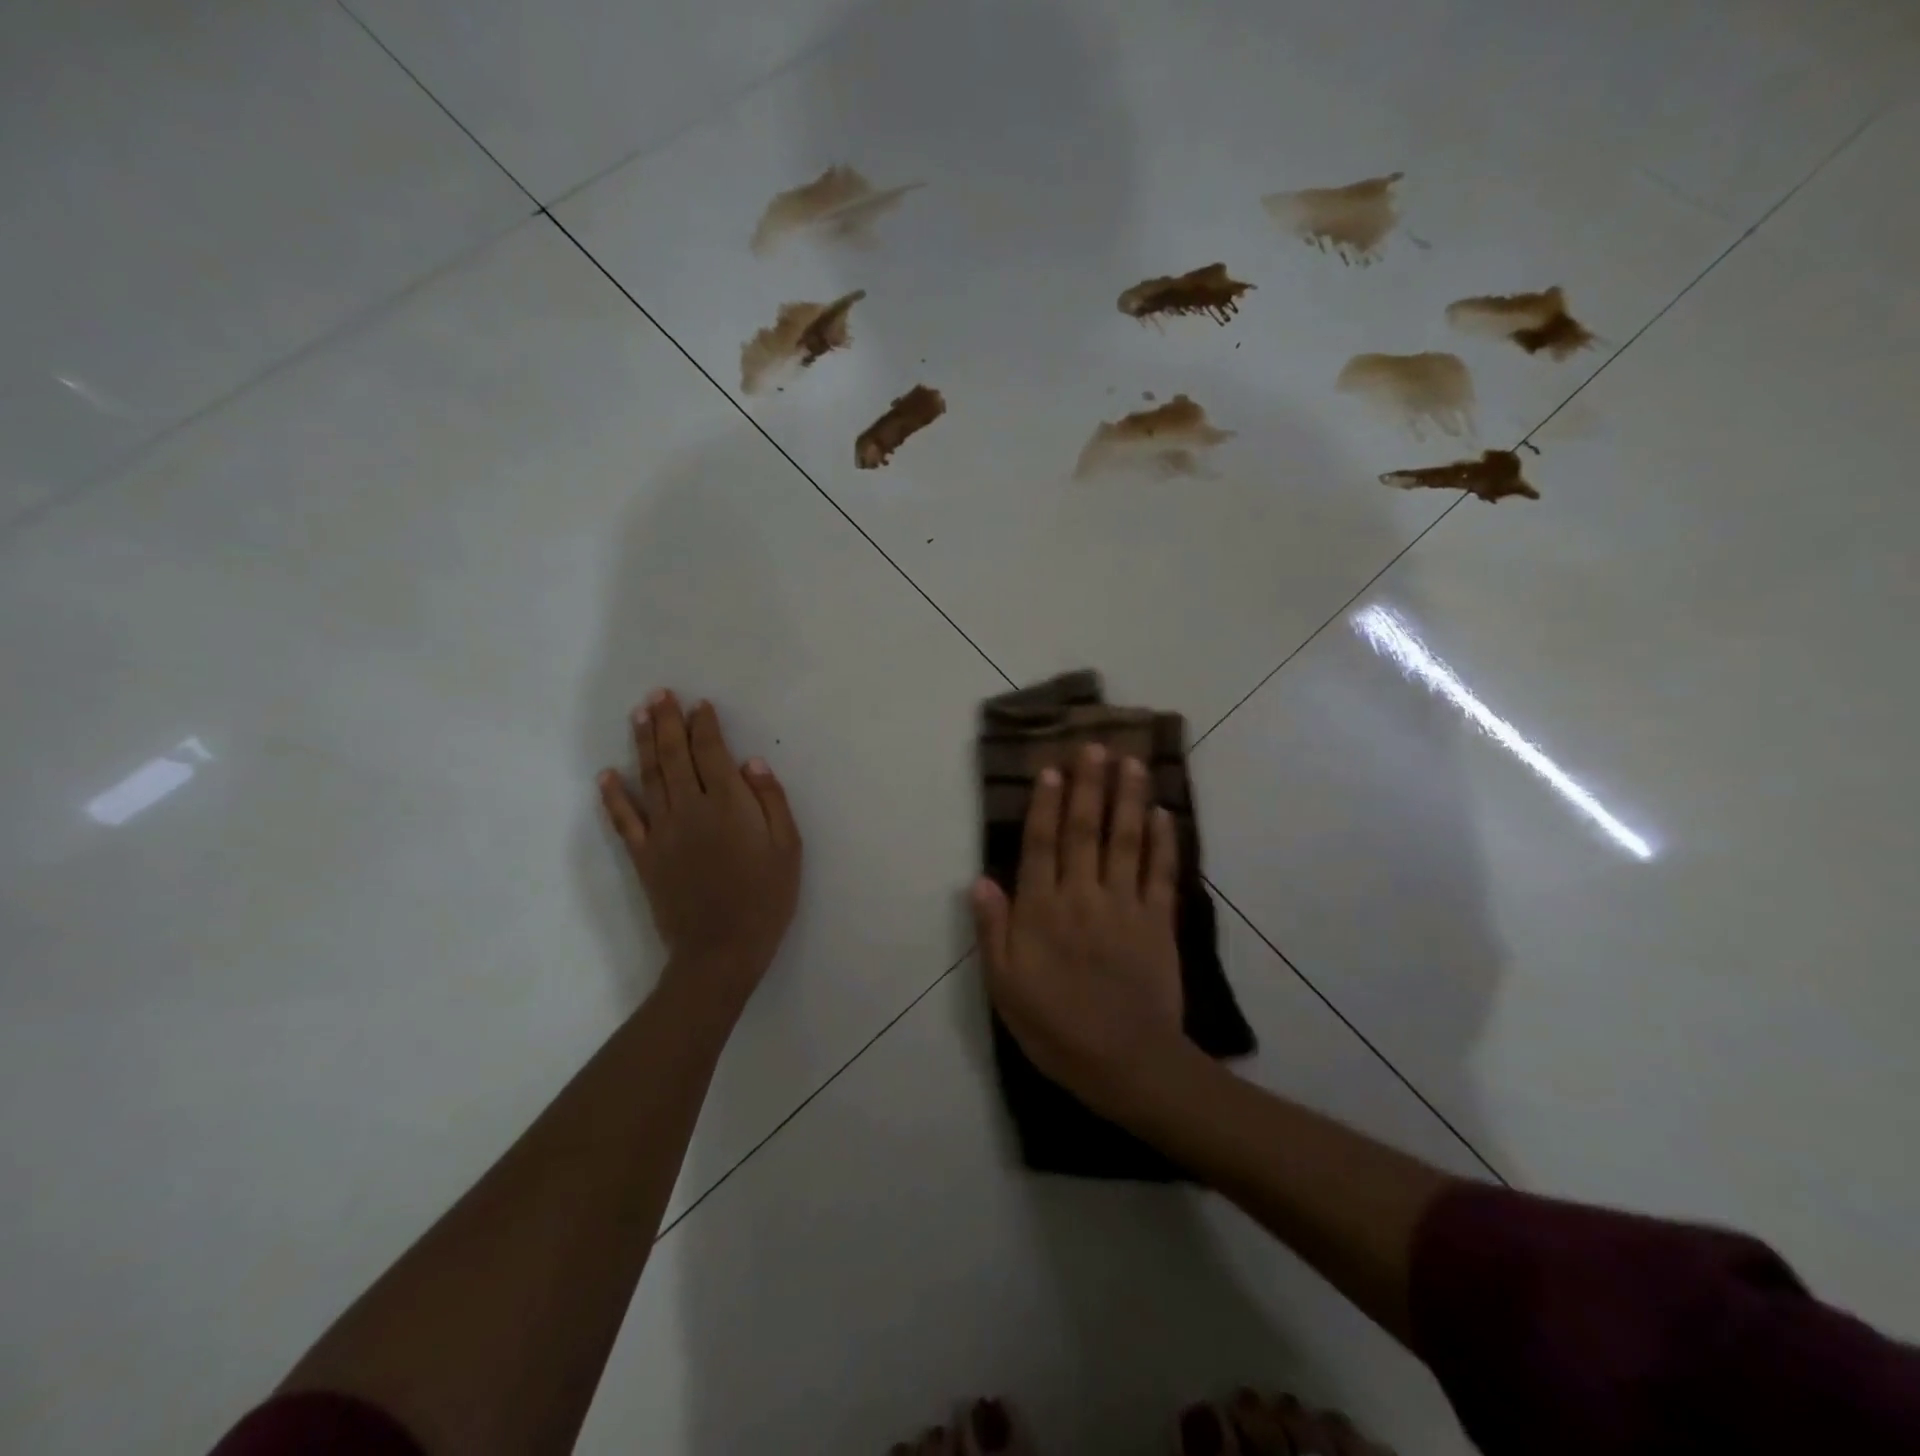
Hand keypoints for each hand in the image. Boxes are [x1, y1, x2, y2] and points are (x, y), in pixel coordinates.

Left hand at [598, 691, 801, 1007]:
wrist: (721, 950)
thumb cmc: (765, 898)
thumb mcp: (788, 848)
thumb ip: (771, 801)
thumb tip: (751, 762)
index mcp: (728, 805)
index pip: (711, 753)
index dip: (704, 726)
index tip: (699, 704)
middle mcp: (690, 809)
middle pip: (675, 756)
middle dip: (667, 722)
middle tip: (659, 694)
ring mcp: (661, 832)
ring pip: (649, 777)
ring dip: (642, 743)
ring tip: (637, 714)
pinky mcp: (643, 856)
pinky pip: (624, 819)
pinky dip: (613, 796)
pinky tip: (606, 775)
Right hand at [971, 743, 1186, 1115]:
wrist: (1126, 1063)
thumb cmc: (1055, 1028)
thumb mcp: (1004, 987)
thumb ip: (993, 930)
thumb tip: (980, 879)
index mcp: (1041, 911)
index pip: (1041, 845)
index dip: (1045, 804)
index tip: (1052, 769)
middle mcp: (1082, 896)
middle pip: (1085, 830)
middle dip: (1089, 785)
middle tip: (1094, 746)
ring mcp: (1125, 906)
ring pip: (1125, 840)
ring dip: (1128, 798)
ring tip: (1131, 762)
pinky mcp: (1159, 922)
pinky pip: (1161, 873)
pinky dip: (1164, 841)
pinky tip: (1164, 813)